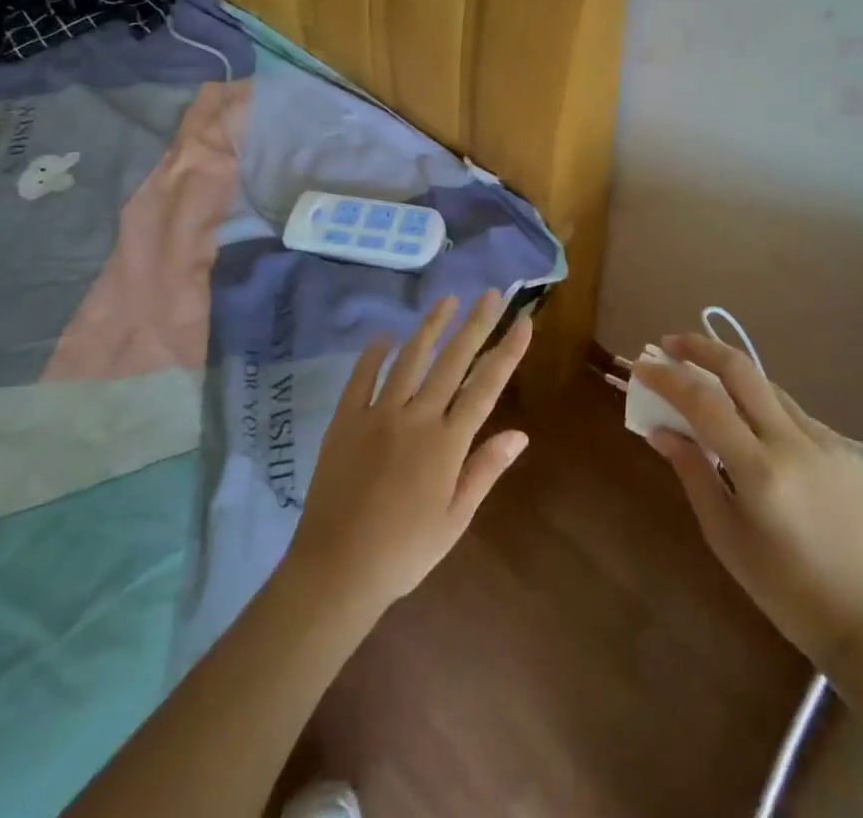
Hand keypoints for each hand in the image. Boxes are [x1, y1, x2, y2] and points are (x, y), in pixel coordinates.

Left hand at [286, 291, 531, 615]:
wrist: (338, 568)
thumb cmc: (405, 551)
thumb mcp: (455, 519)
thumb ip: (485, 470)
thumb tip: (520, 434)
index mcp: (447, 443)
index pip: (486, 387)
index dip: (507, 352)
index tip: (524, 322)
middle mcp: (416, 418)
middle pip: (452, 361)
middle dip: (475, 324)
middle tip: (490, 293)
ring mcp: (378, 414)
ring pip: (409, 359)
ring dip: (430, 327)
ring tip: (446, 300)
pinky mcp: (345, 420)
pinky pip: (361, 378)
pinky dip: (374, 354)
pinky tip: (384, 335)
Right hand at [634, 333, 862, 665]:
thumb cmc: (783, 589)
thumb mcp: (724, 535)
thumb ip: (692, 472)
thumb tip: (661, 431)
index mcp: (762, 471)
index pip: (705, 402)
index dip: (668, 379)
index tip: (641, 367)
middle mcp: (795, 443)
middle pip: (742, 369)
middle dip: (700, 347)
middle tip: (670, 344)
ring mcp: (825, 441)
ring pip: (767, 387)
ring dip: (731, 378)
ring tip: (703, 386)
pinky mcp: (844, 448)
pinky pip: (791, 414)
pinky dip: (761, 409)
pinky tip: (751, 430)